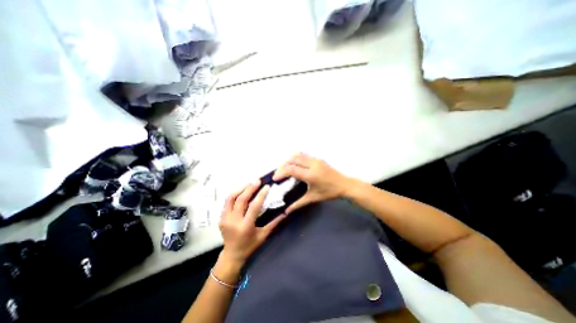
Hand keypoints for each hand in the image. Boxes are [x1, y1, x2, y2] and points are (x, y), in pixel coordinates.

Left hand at [219, 179, 284, 264]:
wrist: (232, 255)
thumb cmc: (250, 246)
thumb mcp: (263, 235)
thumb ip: (274, 223)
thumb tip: (285, 212)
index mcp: (245, 227)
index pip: (253, 207)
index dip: (260, 195)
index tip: (266, 186)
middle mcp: (233, 221)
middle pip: (241, 200)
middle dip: (250, 188)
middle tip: (257, 180)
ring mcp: (225, 219)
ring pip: (230, 198)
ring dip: (240, 189)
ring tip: (249, 184)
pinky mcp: (221, 218)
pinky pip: (227, 202)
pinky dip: (235, 194)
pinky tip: (242, 191)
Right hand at [272, 153, 352, 213]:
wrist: (345, 185)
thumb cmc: (329, 192)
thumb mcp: (313, 198)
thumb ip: (298, 204)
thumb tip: (286, 211)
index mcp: (310, 174)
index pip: (291, 169)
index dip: (281, 172)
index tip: (275, 178)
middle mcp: (312, 164)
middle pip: (293, 159)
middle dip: (283, 165)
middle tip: (278, 173)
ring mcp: (315, 159)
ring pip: (298, 155)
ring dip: (289, 160)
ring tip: (284, 169)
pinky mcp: (318, 158)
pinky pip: (303, 155)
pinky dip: (296, 159)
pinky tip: (294, 165)